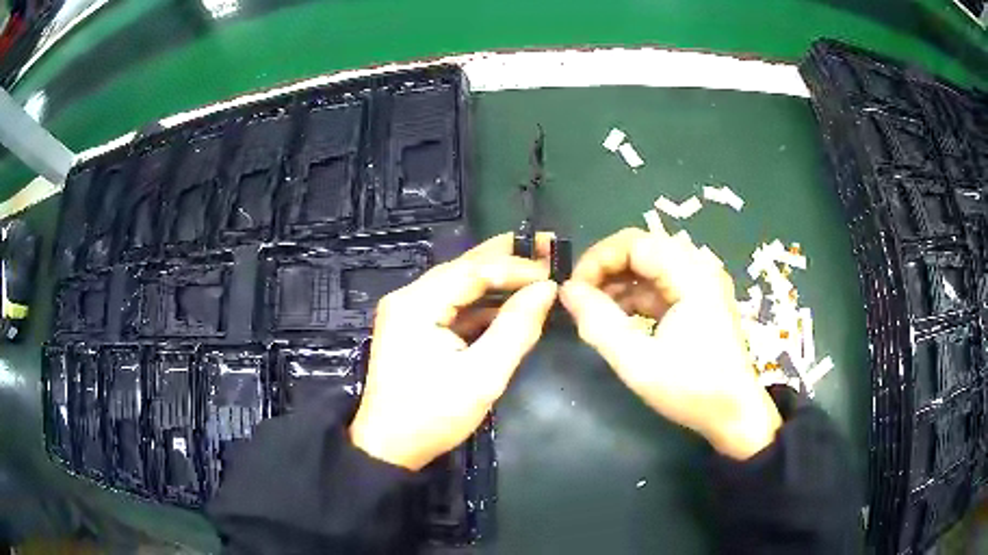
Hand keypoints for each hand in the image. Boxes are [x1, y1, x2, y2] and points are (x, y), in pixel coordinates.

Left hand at [350, 233, 558, 470]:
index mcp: (417, 303)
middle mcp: (408, 297)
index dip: (516, 267)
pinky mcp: (412, 327)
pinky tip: (507, 304)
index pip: (473, 270)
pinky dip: (481, 304)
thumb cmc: (433, 415)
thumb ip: (516, 328)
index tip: (552, 271)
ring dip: (495, 279)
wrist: (389, 447)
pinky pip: (451, 305)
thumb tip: (546, 289)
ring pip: (458, 284)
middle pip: (463, 268)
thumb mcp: (482, 376)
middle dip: (506, 258)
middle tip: (546, 247)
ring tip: (533, 270)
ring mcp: (408, 312)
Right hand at [559, 226, 781, 459]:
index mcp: (692, 275)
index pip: (635, 243)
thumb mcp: (638, 362)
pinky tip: (617, 319)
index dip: (598, 259)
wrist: (735, 415)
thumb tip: (567, 290)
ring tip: (593, 311)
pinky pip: (660, 286)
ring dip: (619, 283)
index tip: (573, 290)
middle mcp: (699, 269)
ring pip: (650, 267)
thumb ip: (598, 323)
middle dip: (606, 270)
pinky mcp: (699, 301)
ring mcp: (702, 284)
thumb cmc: (692, 389)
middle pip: (642, 249)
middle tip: (580, 299)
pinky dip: (635, 297)